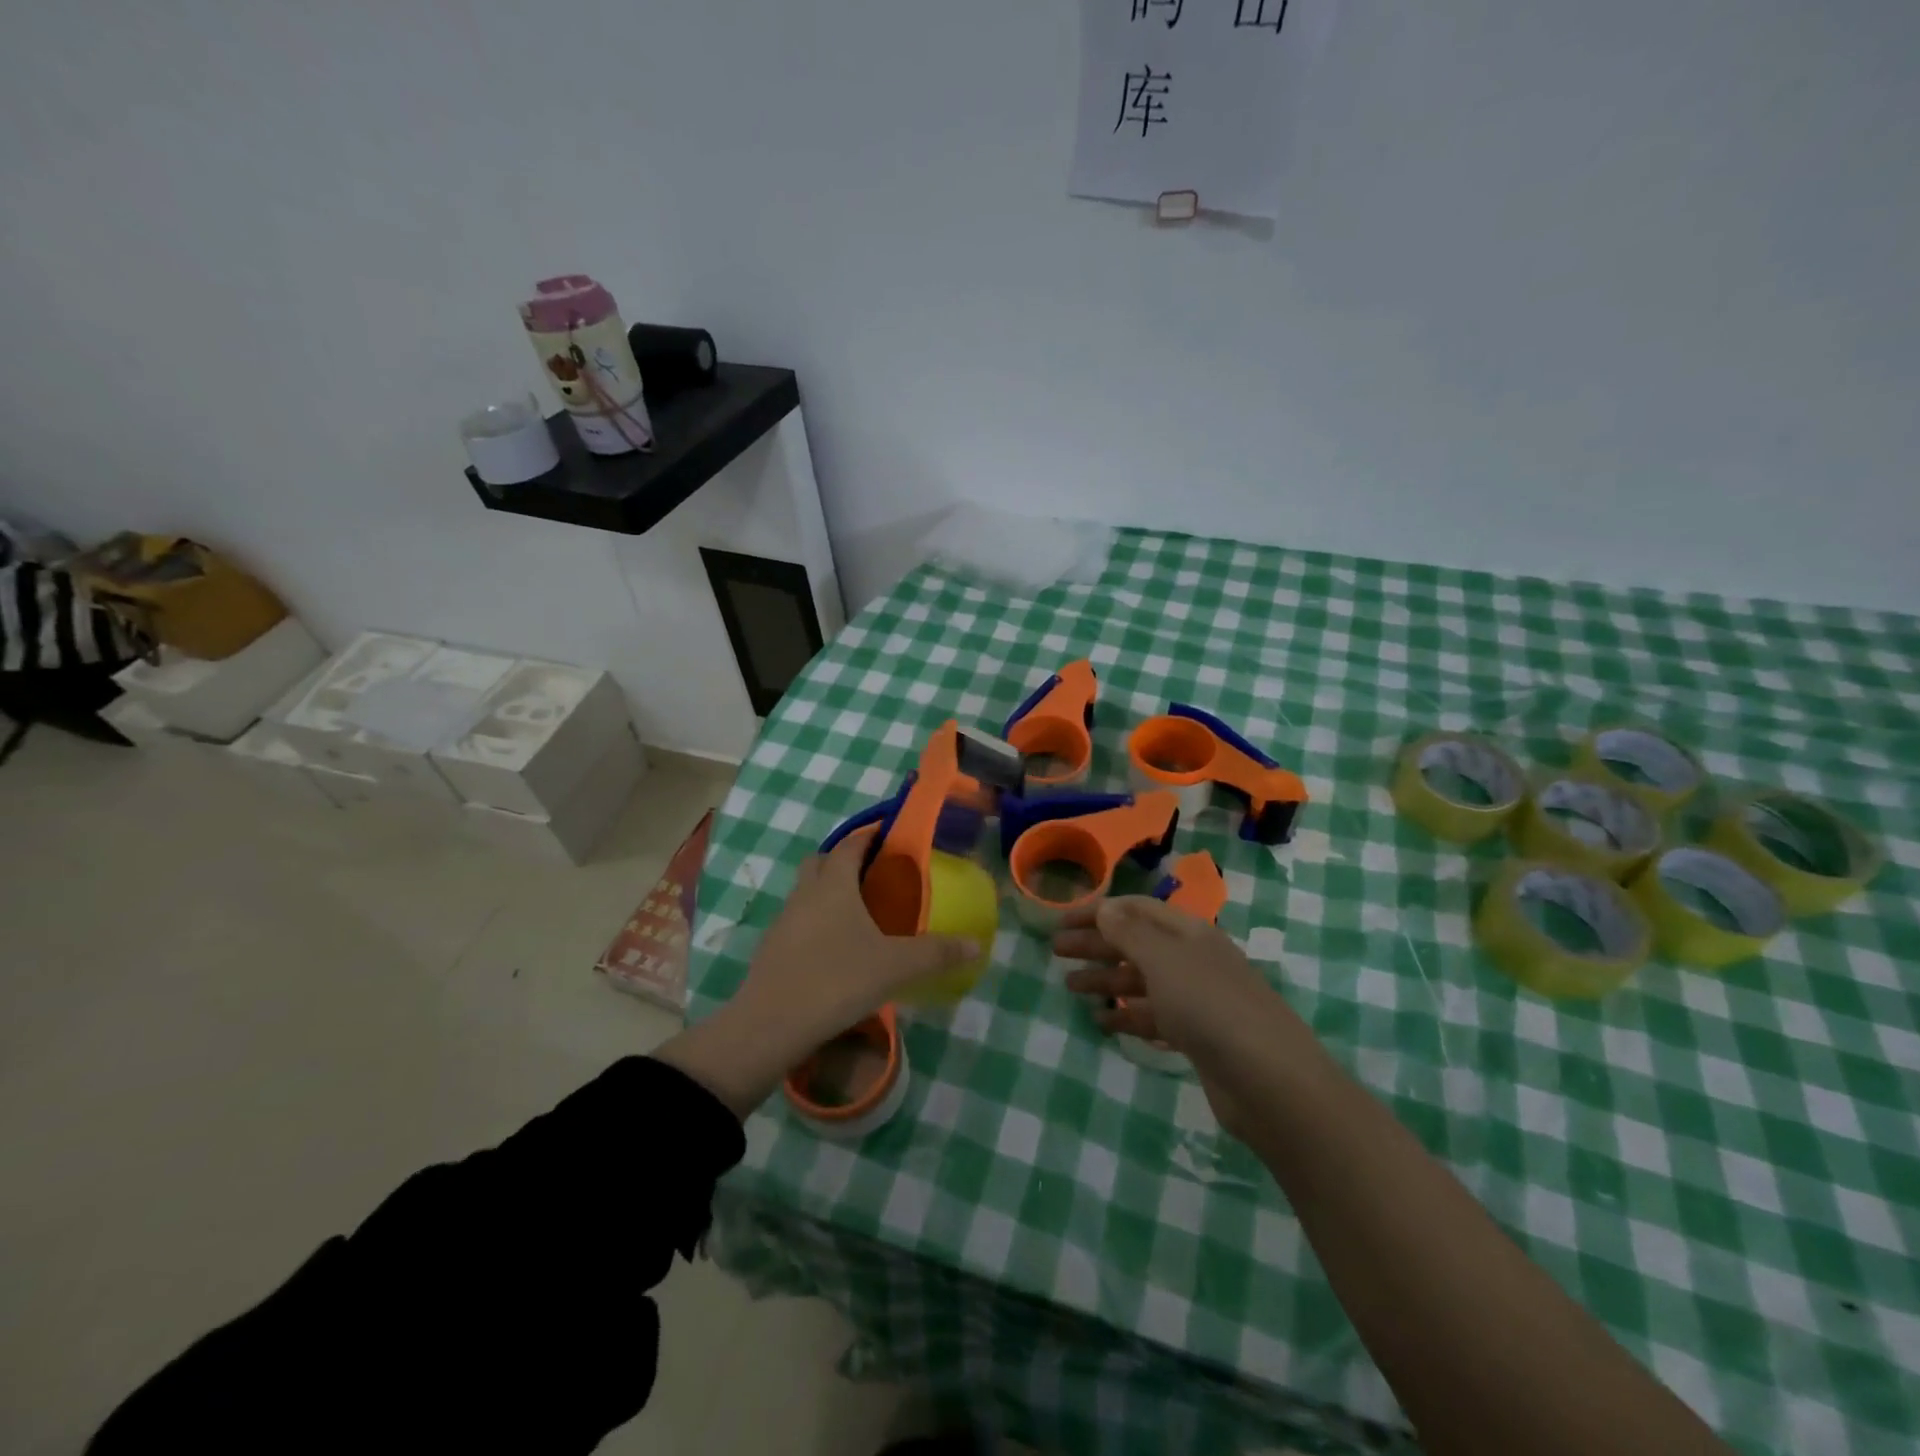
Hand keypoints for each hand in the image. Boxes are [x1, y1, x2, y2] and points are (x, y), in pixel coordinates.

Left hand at [655, 832, 980, 1117]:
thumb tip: (976, 944)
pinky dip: (815, 923)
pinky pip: (797, 921)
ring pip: (806, 892)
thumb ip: (937, 953)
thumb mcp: (896, 967)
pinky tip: (834, 950)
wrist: (770, 1026)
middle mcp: (805, 893)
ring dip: (827, 893)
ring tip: (858, 916)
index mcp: (834, 884)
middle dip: (844, 861)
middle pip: (821, 861)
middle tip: (874, 878)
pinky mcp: (771, 949)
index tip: (889, 837)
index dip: (869, 837)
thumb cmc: (837, 981)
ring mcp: (783, 920)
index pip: (850, 845)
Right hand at [1053, 896, 1273, 1049]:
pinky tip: (1102, 1022)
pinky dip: (1127, 1015)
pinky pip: (1153, 1016)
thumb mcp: (1163, 960)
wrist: (1269, 1080)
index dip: (1097, 911)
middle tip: (1055, 952)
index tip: (1060, 921)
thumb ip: (1129, 932)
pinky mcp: (1198, 1036)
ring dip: (1106, 980)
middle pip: (1135, 943)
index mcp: (1187, 932)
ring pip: (1141, 981)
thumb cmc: (1209, 1006)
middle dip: (1096, 945)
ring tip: (1070, 987)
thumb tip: (1105, 908)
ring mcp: (1197, 999)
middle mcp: (1192, 959)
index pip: (1134, 909)